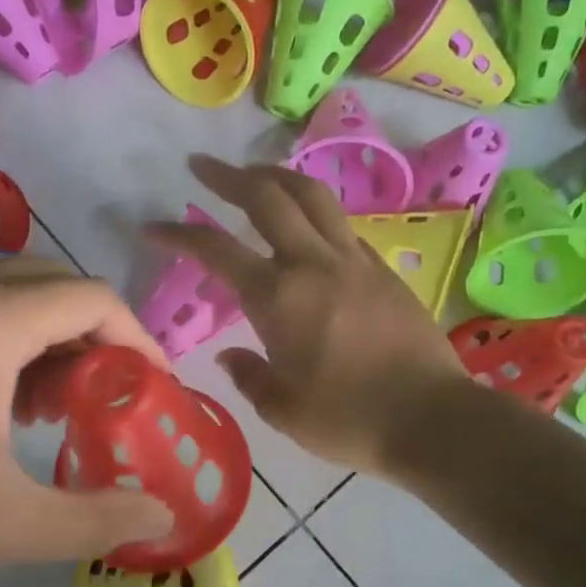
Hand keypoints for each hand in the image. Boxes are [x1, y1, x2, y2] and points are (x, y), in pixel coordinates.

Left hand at [0, 258, 174, 586]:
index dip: (139, 342)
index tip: (156, 392)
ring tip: (51, 412)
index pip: (93, 299)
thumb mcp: (2, 526)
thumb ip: (96, 519)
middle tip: (105, 404)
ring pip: (3, 295)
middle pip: (51, 286)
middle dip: (93, 340)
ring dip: (45, 340)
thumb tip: (165, 519)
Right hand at [145, 156, 470, 474]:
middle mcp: (313, 264)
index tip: (152, 226)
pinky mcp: (383, 269)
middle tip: (202, 166)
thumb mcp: (282, 409)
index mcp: (278, 298)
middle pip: (267, 197)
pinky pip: (341, 224)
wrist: (433, 419)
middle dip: (228, 176)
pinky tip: (306, 225)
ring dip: (276, 177)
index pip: (216, 250)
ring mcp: (354, 261)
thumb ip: (248, 376)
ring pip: (312, 196)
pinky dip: (314, 211)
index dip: (178, 234)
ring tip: (254, 175)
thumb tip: (230, 355)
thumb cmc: (348, 420)